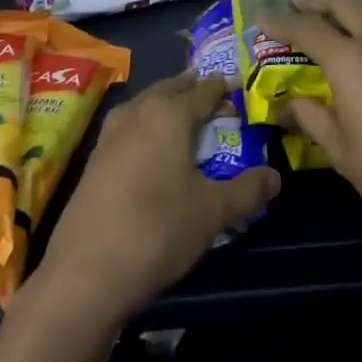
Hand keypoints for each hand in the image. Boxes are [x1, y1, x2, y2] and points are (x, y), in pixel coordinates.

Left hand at [35, 71, 278, 319]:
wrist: (85, 273)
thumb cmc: (157, 229)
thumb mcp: (212, 212)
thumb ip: (246, 190)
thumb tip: (275, 177)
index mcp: (169, 113)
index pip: (204, 89)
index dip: (223, 88)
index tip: (238, 88)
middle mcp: (138, 111)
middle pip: (171, 88)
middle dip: (193, 89)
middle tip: (214, 98)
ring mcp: (110, 134)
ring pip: (145, 104)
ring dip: (166, 105)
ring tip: (184, 118)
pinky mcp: (94, 160)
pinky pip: (128, 127)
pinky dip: (146, 126)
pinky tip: (151, 149)